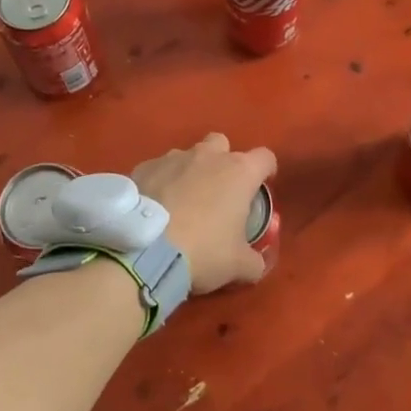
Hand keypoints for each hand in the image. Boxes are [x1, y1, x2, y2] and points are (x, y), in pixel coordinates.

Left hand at [132, 133, 277, 293]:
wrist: (144, 250)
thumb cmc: (203, 251)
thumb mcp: (238, 266)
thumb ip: (254, 261)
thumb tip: (256, 264)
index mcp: (239, 172)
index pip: (265, 157)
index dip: (266, 171)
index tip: (261, 187)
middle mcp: (208, 156)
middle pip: (222, 144)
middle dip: (223, 162)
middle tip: (219, 192)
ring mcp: (173, 158)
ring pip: (188, 156)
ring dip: (190, 173)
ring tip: (182, 203)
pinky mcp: (144, 167)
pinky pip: (159, 169)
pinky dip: (161, 182)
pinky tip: (155, 207)